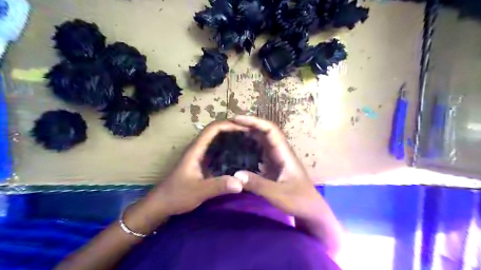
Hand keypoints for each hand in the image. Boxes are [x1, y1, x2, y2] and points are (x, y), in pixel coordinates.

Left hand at [145, 120, 244, 216]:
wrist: (161, 205)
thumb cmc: (177, 195)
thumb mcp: (198, 191)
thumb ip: (218, 186)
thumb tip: (241, 183)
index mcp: (196, 149)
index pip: (212, 129)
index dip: (228, 124)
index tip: (244, 127)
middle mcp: (198, 149)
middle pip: (216, 131)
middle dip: (232, 128)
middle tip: (250, 133)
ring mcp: (199, 156)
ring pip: (216, 141)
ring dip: (230, 137)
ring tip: (247, 141)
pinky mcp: (202, 164)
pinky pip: (217, 151)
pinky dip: (227, 149)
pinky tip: (238, 156)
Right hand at [230, 116, 323, 221]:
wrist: (311, 211)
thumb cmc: (299, 201)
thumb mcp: (278, 194)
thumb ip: (258, 185)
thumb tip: (235, 175)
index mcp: (284, 154)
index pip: (270, 130)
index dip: (255, 122)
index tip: (237, 119)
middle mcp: (281, 153)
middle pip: (265, 133)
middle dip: (249, 125)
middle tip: (230, 125)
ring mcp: (277, 160)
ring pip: (262, 142)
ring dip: (248, 135)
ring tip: (231, 134)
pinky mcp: (274, 168)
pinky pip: (260, 153)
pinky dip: (249, 148)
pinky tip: (238, 151)